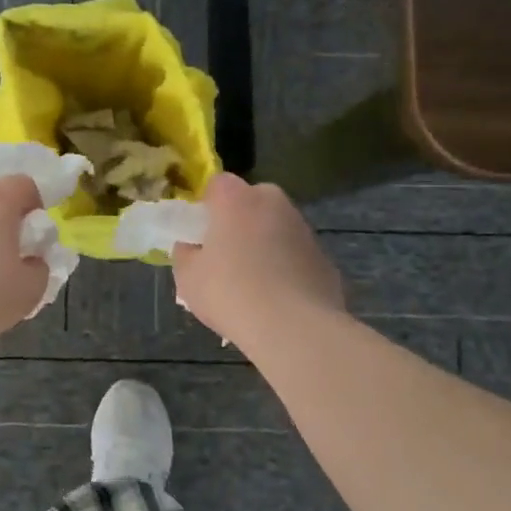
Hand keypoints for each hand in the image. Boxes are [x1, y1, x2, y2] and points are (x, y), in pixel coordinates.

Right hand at [172, 174, 345, 346]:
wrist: (293, 327)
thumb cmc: (230, 293)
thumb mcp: (188, 277)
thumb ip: (186, 255)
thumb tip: (191, 248)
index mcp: (236, 199)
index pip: (218, 184)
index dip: (208, 205)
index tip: (202, 232)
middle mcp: (273, 203)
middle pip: (252, 201)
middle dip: (240, 221)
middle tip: (226, 255)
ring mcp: (304, 228)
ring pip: (277, 227)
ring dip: (266, 244)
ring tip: (254, 284)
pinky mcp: (324, 257)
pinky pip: (296, 255)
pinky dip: (288, 268)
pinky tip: (279, 299)